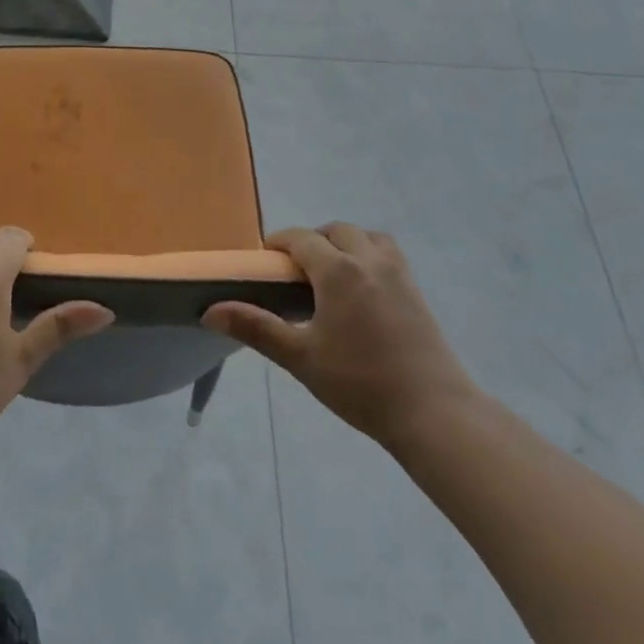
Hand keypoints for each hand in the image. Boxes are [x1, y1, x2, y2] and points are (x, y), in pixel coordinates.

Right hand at [202, 223, 477, 448]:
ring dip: (346, 243)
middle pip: (337, 230)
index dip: (279, 243)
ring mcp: (399, 275)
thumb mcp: (300, 357)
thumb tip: (210, 312)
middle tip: (297, 270)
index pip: (301, 238)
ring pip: (368, 238)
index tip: (265, 260)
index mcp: (338, 270)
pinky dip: (370, 257)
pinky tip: (362, 292)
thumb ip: (255, 328)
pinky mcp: (417, 293)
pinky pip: (389, 255)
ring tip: (331, 274)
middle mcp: (369, 261)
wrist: (434, 413)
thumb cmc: (360, 383)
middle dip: (313, 240)